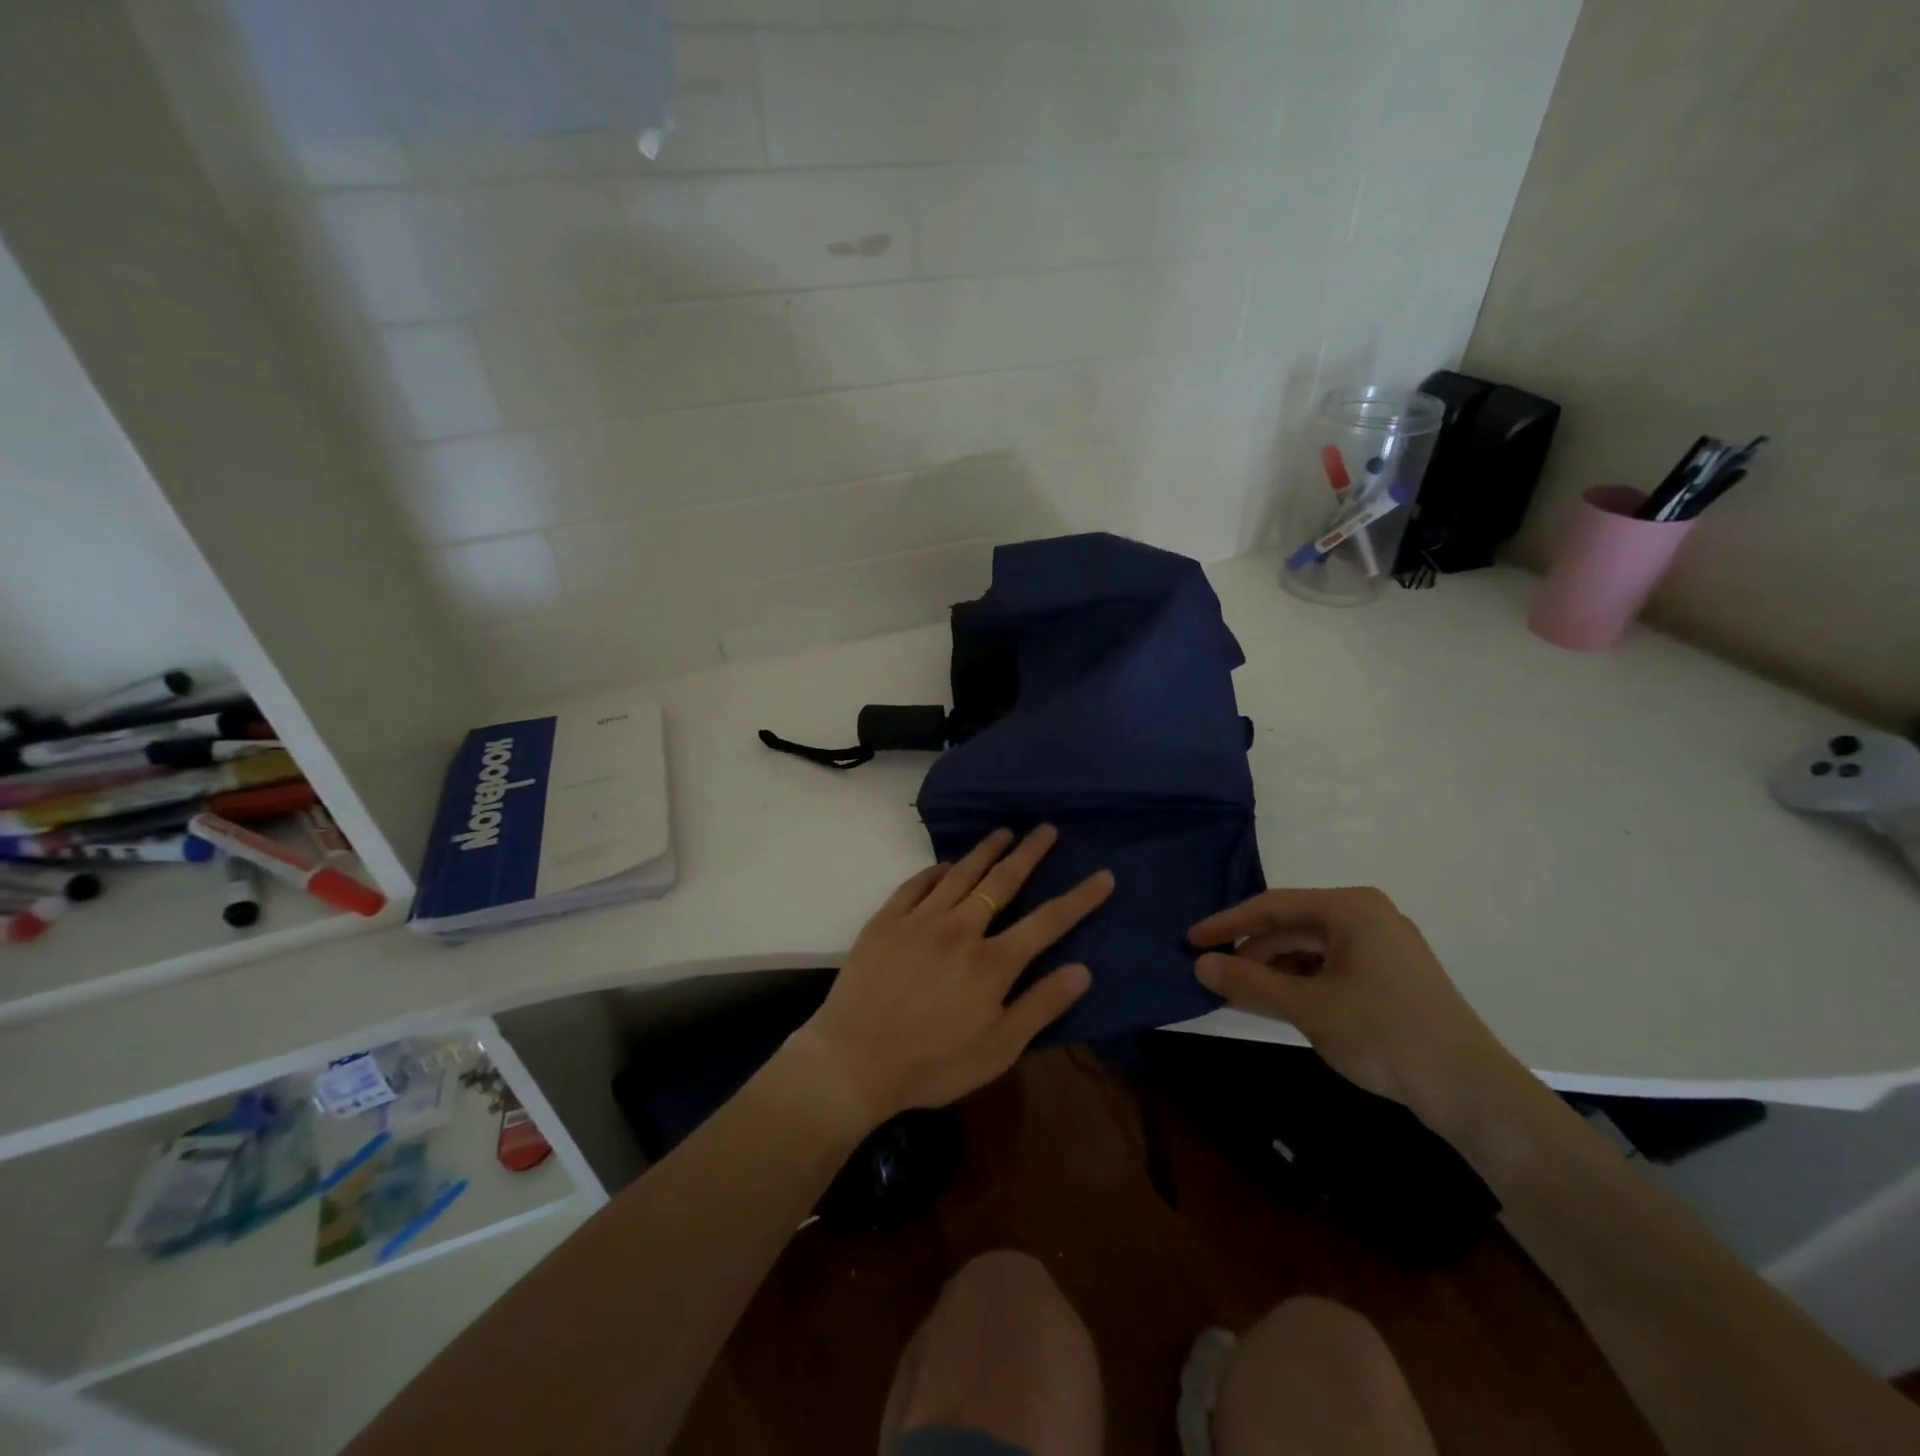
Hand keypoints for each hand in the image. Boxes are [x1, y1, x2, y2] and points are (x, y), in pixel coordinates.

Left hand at [791, 825, 1113, 1129]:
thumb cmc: (932, 1064)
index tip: (1103, 875)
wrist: (853, 1061)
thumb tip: (1083, 970)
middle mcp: (961, 929)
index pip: (1047, 921)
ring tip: (1004, 831)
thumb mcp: (998, 1049)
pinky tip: (945, 865)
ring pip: (961, 873)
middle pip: (1003, 881)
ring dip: (986, 849)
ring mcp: (920, 920)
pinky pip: (917, 884)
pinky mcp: (887, 920)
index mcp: (992, 963)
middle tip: (1046, 828)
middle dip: (1029, 853)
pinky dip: (936, 870)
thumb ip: (1041, 1007)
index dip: (1080, 898)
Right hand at [1189, 887, 1526, 1128]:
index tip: (1191, 942)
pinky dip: (1303, 982)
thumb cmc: (1383, 1034)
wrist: (1472, 1090)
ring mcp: (1385, 945)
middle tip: (1216, 977)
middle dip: (1253, 952)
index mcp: (1351, 908)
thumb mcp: (1307, 1008)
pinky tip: (1285, 1004)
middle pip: (1293, 927)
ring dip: (1276, 970)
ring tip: (1245, 995)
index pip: (1273, 907)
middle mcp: (1368, 915)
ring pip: (1312, 948)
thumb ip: (1249, 983)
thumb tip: (1200, 966)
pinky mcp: (1394, 975)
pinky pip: (1333, 966)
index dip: (1227, 925)